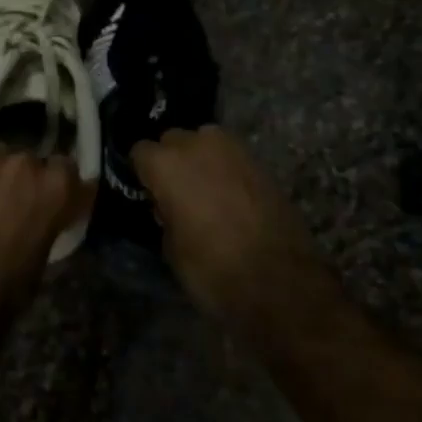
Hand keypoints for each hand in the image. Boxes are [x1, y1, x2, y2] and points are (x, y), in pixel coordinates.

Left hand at [0, 150, 94, 320]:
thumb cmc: (6, 288)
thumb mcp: (42, 259)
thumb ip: (46, 226)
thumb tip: (40, 225)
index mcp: (54, 188)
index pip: (70, 170)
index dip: (62, 186)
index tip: (57, 201)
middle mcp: (22, 166)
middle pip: (29, 160)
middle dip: (25, 179)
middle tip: (16, 204)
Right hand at [131, 126, 333, 330]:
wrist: (281, 282)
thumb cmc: (212, 269)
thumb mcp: (171, 249)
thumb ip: (165, 215)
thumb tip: (169, 207)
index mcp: (166, 165)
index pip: (140, 152)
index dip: (142, 173)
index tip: (147, 192)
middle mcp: (197, 146)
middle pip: (173, 140)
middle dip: (171, 160)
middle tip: (175, 191)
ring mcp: (233, 150)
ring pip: (205, 142)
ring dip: (200, 159)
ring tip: (204, 190)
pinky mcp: (261, 163)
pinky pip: (231, 156)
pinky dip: (226, 169)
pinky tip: (229, 196)